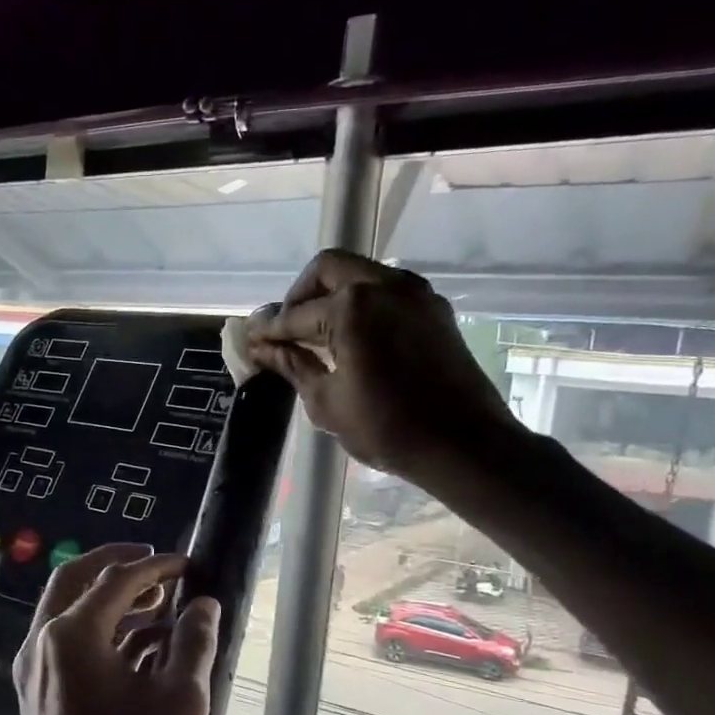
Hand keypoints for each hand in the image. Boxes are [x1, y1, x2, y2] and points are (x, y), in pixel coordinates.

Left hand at [11, 544, 219, 714]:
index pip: (117, 579)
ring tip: (159, 604)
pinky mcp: (37, 695)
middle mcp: (41, 643)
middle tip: (156, 563)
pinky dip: (100, 632)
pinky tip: (139, 646)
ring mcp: (33, 671)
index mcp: (70, 635)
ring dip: (110, 600)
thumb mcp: (181, 702)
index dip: (157, 566)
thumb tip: (205, 604)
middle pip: (75, 580)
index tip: (190, 563)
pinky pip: (66, 644)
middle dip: (116, 565)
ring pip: (68, 611)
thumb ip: (195, 643)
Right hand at [248, 250, 517, 482]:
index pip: (295, 314)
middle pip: (328, 269)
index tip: (251, 341)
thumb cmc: (386, 428)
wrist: (463, 444)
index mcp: (351, 307)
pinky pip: (387, 291)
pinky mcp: (434, 309)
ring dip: (333, 295)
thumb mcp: (326, 401)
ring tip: (318, 335)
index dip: (269, 330)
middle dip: (300, 295)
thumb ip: (293, 365)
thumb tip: (262, 349)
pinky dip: (362, 304)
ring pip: (361, 274)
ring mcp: (415, 293)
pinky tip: (353, 338)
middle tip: (287, 329)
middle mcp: (384, 285)